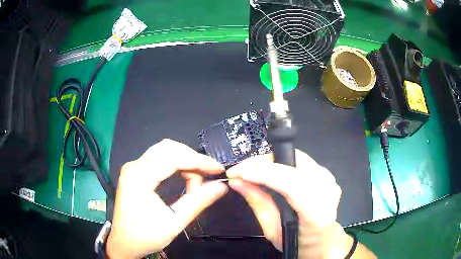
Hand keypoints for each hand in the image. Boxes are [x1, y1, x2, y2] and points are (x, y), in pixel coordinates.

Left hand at [107, 139, 227, 258]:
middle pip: (169, 149)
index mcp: (140, 177)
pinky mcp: (134, 172)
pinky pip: (158, 159)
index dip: (199, 161)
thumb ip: (198, 202)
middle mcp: (134, 166)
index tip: (218, 170)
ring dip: (184, 161)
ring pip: (164, 151)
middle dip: (192, 160)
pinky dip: (175, 164)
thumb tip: (221, 186)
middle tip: (207, 177)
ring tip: (195, 181)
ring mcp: (132, 167)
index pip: (174, 158)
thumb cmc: (146, 236)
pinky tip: (183, 177)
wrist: (124, 243)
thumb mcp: (174, 222)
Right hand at [226, 150, 345, 256]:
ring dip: (270, 162)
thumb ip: (257, 203)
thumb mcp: (272, 231)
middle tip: (241, 170)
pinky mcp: (327, 174)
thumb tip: (238, 182)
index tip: (238, 173)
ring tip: (252, 171)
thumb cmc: (298, 242)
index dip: (263, 174)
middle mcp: (327, 190)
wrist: (323, 240)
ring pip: (295, 156)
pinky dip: (281, 164)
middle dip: (262, 162)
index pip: (291, 184)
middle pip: (293, 161)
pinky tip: (270, 173)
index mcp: (316, 212)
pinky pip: (300, 161)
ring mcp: (329, 179)